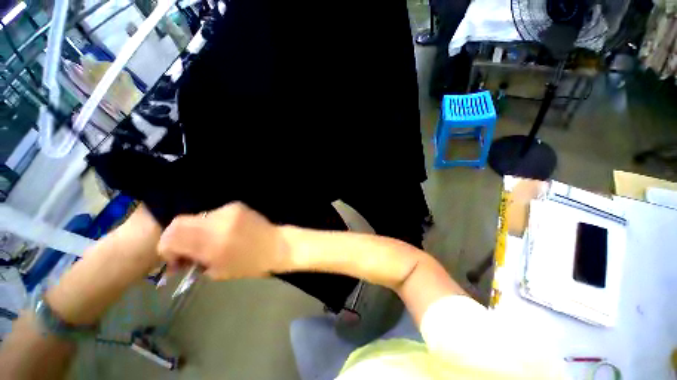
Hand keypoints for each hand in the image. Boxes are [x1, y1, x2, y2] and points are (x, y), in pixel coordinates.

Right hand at [157, 202, 285, 279]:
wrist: (278, 246)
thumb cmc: (251, 264)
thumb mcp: (219, 272)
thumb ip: (195, 263)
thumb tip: (180, 258)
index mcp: (212, 242)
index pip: (171, 236)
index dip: (166, 248)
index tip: (176, 260)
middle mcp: (217, 221)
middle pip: (179, 223)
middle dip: (177, 239)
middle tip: (186, 252)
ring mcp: (228, 210)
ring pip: (197, 218)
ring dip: (196, 232)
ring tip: (208, 243)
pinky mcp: (236, 205)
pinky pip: (214, 214)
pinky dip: (211, 225)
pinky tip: (223, 233)